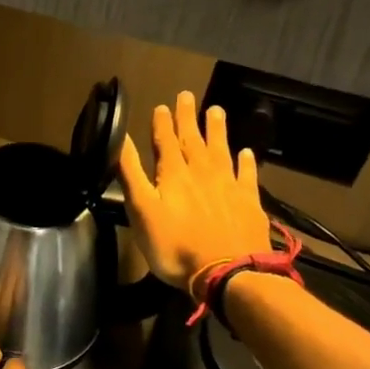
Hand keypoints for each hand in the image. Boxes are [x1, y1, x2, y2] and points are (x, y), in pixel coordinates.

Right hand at [118, 91, 272, 291]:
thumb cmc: (175, 246)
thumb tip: (120, 139)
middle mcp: (202, 173)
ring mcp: (228, 186)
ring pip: (221, 150)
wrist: (228, 272)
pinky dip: (246, 162)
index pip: (166, 142)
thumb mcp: (141, 211)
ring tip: (216, 110)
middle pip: (193, 140)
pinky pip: (247, 176)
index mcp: (173, 174)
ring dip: (217, 130)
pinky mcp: (249, 203)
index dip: (162, 123)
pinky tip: (246, 152)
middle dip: (188, 118)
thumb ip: (131, 174)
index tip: (162, 105)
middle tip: (187, 95)